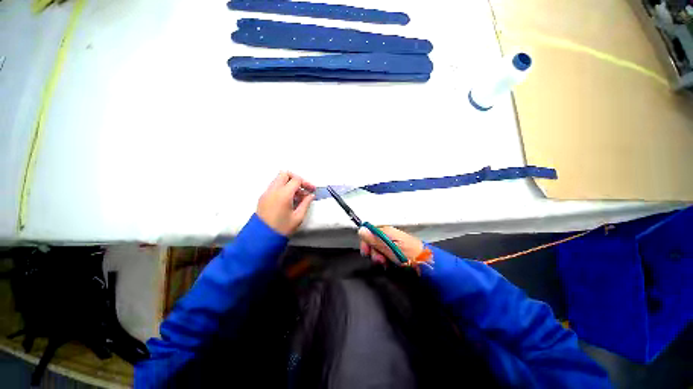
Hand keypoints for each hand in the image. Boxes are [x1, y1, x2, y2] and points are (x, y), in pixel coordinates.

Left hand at [257, 172, 315, 235]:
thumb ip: (305, 204)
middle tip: (302, 189)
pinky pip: (273, 187)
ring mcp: (266, 192)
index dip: (306, 183)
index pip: (296, 179)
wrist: (263, 236)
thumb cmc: (282, 228)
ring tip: (295, 196)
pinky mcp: (262, 197)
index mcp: (284, 193)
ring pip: (278, 179)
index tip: (312, 190)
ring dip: (287, 183)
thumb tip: (310, 195)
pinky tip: (286, 200)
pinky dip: (281, 188)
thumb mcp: (297, 218)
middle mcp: (274, 189)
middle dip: (295, 179)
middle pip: (285, 174)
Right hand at [358, 226, 423, 264]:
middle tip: (379, 261)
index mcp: (388, 231)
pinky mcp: (397, 251)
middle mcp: (390, 235)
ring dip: (379, 257)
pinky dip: (385, 259)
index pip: (370, 231)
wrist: (425, 263)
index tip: (366, 252)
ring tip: (385, 264)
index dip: (366, 242)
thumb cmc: (408, 255)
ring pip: (379, 249)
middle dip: (373, 252)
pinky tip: (388, 264)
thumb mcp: (390, 248)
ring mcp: (394, 244)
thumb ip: (375, 240)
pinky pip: (386, 254)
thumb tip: (361, 229)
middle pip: (373, 241)